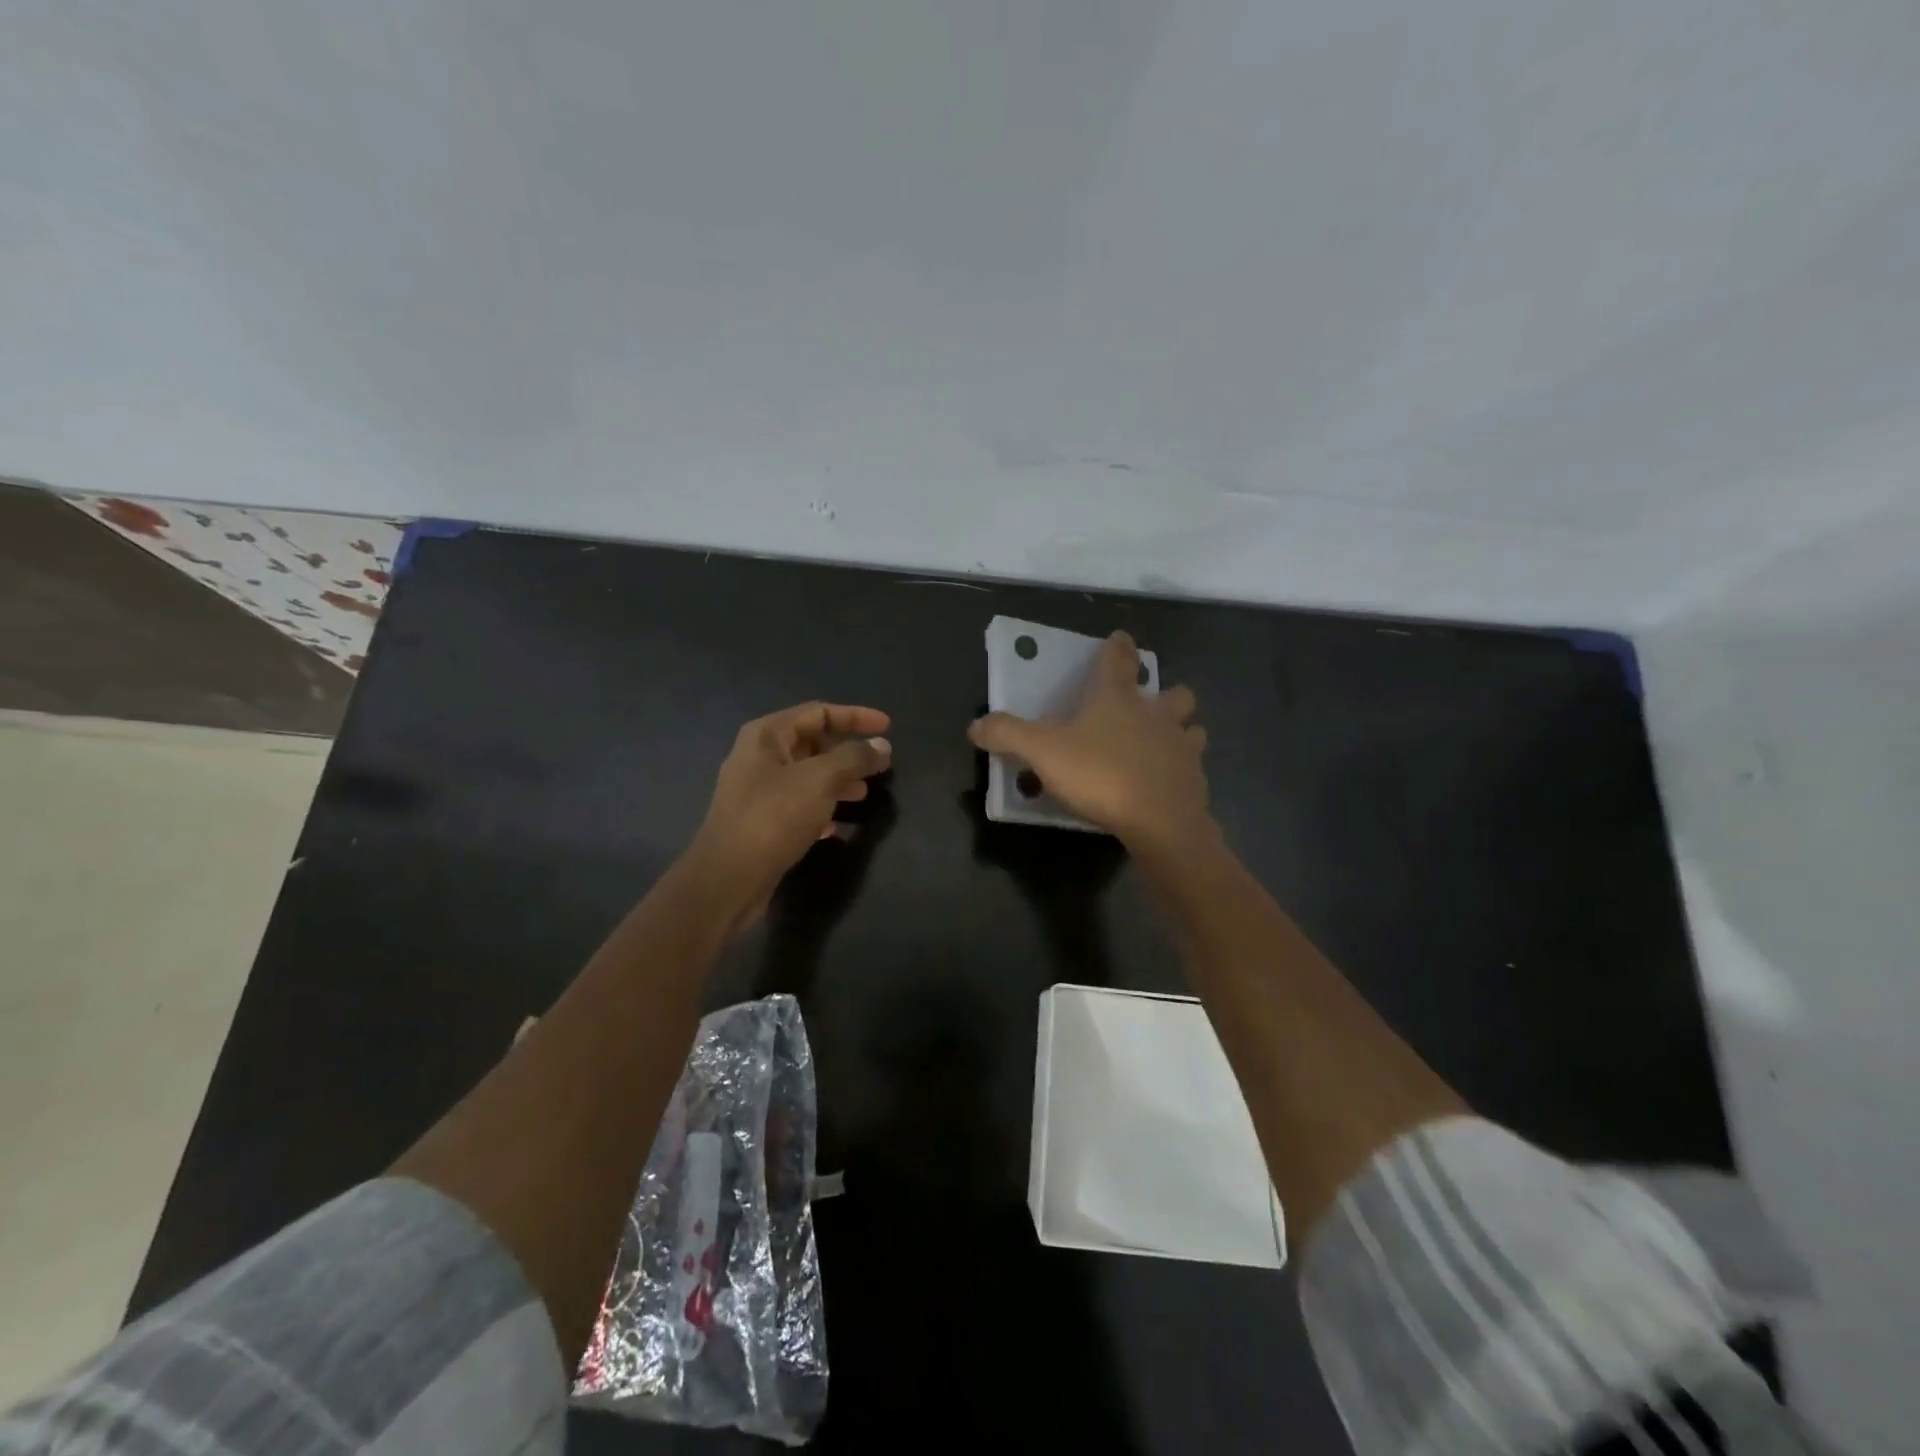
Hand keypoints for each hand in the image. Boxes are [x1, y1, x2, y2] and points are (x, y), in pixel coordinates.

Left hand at [684, 702, 891, 929]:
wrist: (729, 877)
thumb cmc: (774, 816)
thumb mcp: (821, 780)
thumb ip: (854, 758)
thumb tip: (882, 745)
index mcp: (767, 735)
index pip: (819, 712)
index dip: (856, 716)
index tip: (888, 728)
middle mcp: (759, 756)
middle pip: (812, 742)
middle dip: (848, 752)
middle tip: (879, 764)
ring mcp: (757, 790)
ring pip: (807, 775)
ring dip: (838, 781)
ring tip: (863, 793)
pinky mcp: (760, 821)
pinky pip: (798, 805)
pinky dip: (821, 808)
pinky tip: (837, 825)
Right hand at [968, 632, 1211, 853]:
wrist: (1160, 821)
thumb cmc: (1100, 774)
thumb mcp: (1042, 752)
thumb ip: (1007, 734)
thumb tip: (975, 725)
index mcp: (1117, 698)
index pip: (1119, 659)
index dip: (1118, 646)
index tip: (1120, 637)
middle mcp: (1156, 715)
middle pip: (1174, 692)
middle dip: (1166, 693)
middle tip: (1150, 704)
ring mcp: (1181, 747)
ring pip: (1192, 728)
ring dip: (1182, 730)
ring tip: (1166, 743)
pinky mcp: (1194, 781)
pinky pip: (1192, 768)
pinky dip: (1183, 770)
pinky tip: (1168, 784)